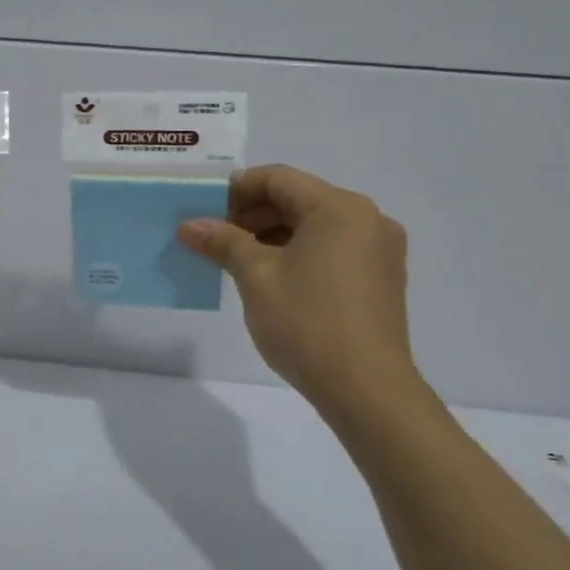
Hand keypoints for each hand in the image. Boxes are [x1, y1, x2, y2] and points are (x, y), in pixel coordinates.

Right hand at [177, 165, 425, 413]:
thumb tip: (189, 225)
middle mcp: (367, 219)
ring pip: (315, 226)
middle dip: (252, 214)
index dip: (236, 190)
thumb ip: (223, 242)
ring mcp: (379, 250)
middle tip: (214, 238)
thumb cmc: (307, 324)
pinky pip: (332, 248)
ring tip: (236, 260)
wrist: (367, 390)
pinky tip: (271, 278)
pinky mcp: (381, 278)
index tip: (204, 212)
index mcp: (340, 208)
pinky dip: (298, 253)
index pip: (278, 179)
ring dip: (273, 234)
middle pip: (298, 199)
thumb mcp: (256, 277)